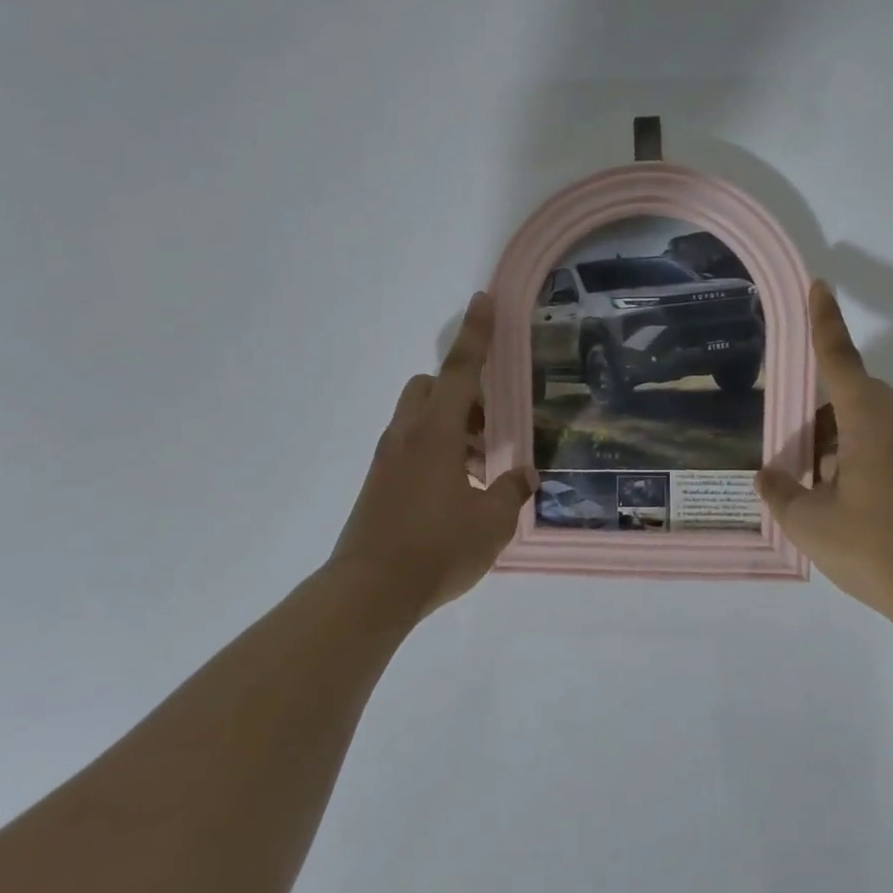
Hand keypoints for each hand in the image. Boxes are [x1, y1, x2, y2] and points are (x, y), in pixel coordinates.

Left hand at [330, 292, 535, 617]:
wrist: (369, 591)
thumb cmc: (437, 550)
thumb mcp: (491, 523)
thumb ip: (511, 492)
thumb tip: (523, 476)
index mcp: (437, 434)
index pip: (461, 371)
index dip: (476, 335)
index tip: (483, 301)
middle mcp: (407, 435)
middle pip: (433, 388)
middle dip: (464, 394)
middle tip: (490, 430)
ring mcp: (388, 459)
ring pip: (420, 418)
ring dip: (452, 427)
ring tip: (480, 473)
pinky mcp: (378, 483)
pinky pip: (410, 446)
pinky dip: (435, 450)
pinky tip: (456, 493)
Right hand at [756, 283, 892, 632]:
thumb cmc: (873, 548)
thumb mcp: (808, 522)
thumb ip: (781, 491)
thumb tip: (768, 475)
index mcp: (869, 423)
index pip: (839, 360)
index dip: (825, 322)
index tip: (819, 286)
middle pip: (852, 395)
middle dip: (818, 411)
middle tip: (791, 444)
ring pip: (867, 425)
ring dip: (835, 441)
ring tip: (809, 480)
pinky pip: (882, 448)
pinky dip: (854, 458)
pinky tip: (837, 497)